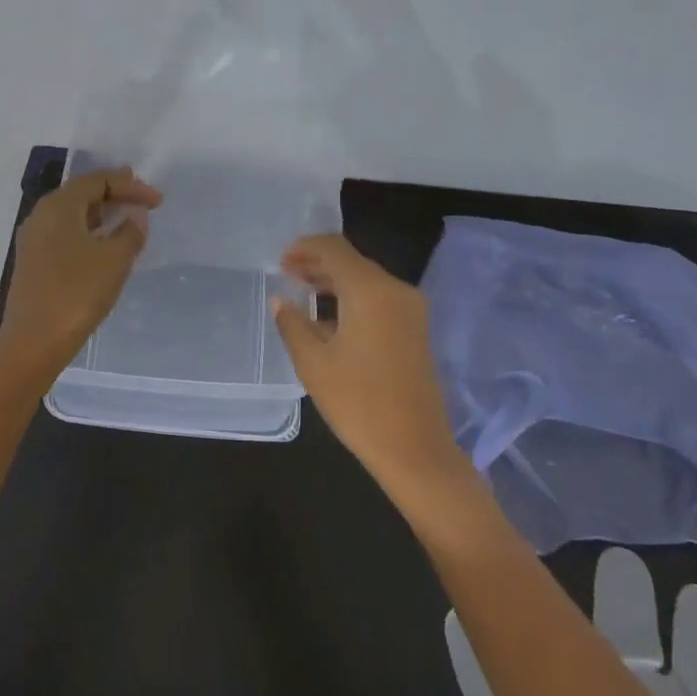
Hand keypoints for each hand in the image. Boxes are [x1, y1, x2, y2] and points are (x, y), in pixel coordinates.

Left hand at [0, 166, 162, 376]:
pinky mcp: (34, 263)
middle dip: (115, 195)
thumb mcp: (114, 260)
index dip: (130, 185)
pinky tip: (105, 248)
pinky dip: (90, 233)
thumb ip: (130, 232)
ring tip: (129, 221)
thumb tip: (135, 217)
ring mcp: (34, 240)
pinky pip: (66, 235)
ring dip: (102, 215)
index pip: (97, 181)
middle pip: (82, 194)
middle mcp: (41, 216)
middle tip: (144, 201)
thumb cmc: (76, 294)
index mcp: (58, 207)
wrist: (33, 342)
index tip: (158, 200)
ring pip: (73, 215)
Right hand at [271, 234, 461, 494]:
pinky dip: (352, 299)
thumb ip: (293, 324)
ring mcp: (411, 310)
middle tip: (286, 273)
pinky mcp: (415, 330)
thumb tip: (280, 301)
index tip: (280, 260)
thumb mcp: (313, 363)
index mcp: (371, 290)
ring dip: (334, 282)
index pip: (335, 249)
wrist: (414, 447)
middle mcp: (396, 290)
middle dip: (318, 264)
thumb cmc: (358, 402)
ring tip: (301, 292)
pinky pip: (379, 301)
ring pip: (367, 281)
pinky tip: (328, 318)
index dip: (305, 248)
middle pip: (353, 262)